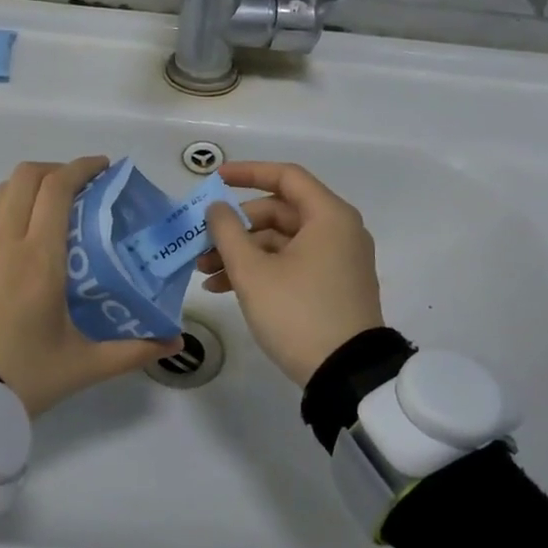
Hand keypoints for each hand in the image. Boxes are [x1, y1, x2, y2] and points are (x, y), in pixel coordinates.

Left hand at [0, 158, 180, 415]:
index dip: (82, 167)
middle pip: (27, 176)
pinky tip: (8, 228)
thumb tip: (175, 343)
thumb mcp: (83, 366)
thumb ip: (133, 351)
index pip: (58, 188)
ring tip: (49, 206)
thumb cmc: (21, 375)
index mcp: (40, 258)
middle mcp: (6, 242)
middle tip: (82, 188)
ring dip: (28, 186)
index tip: (105, 169)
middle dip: (57, 170)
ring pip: (0, 192)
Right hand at [198, 161, 385, 385]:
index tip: (214, 179)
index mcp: (328, 216)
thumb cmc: (298, 313)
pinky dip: (261, 269)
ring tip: (205, 273)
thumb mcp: (253, 272)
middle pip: (279, 212)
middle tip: (201, 243)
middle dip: (236, 227)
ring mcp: (338, 260)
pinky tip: (224, 288)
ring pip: (281, 241)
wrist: (345, 374)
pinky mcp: (332, 285)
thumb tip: (217, 208)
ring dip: (242, 252)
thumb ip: (228, 232)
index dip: (247, 173)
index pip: (285, 177)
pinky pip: (292, 263)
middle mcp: (338, 230)